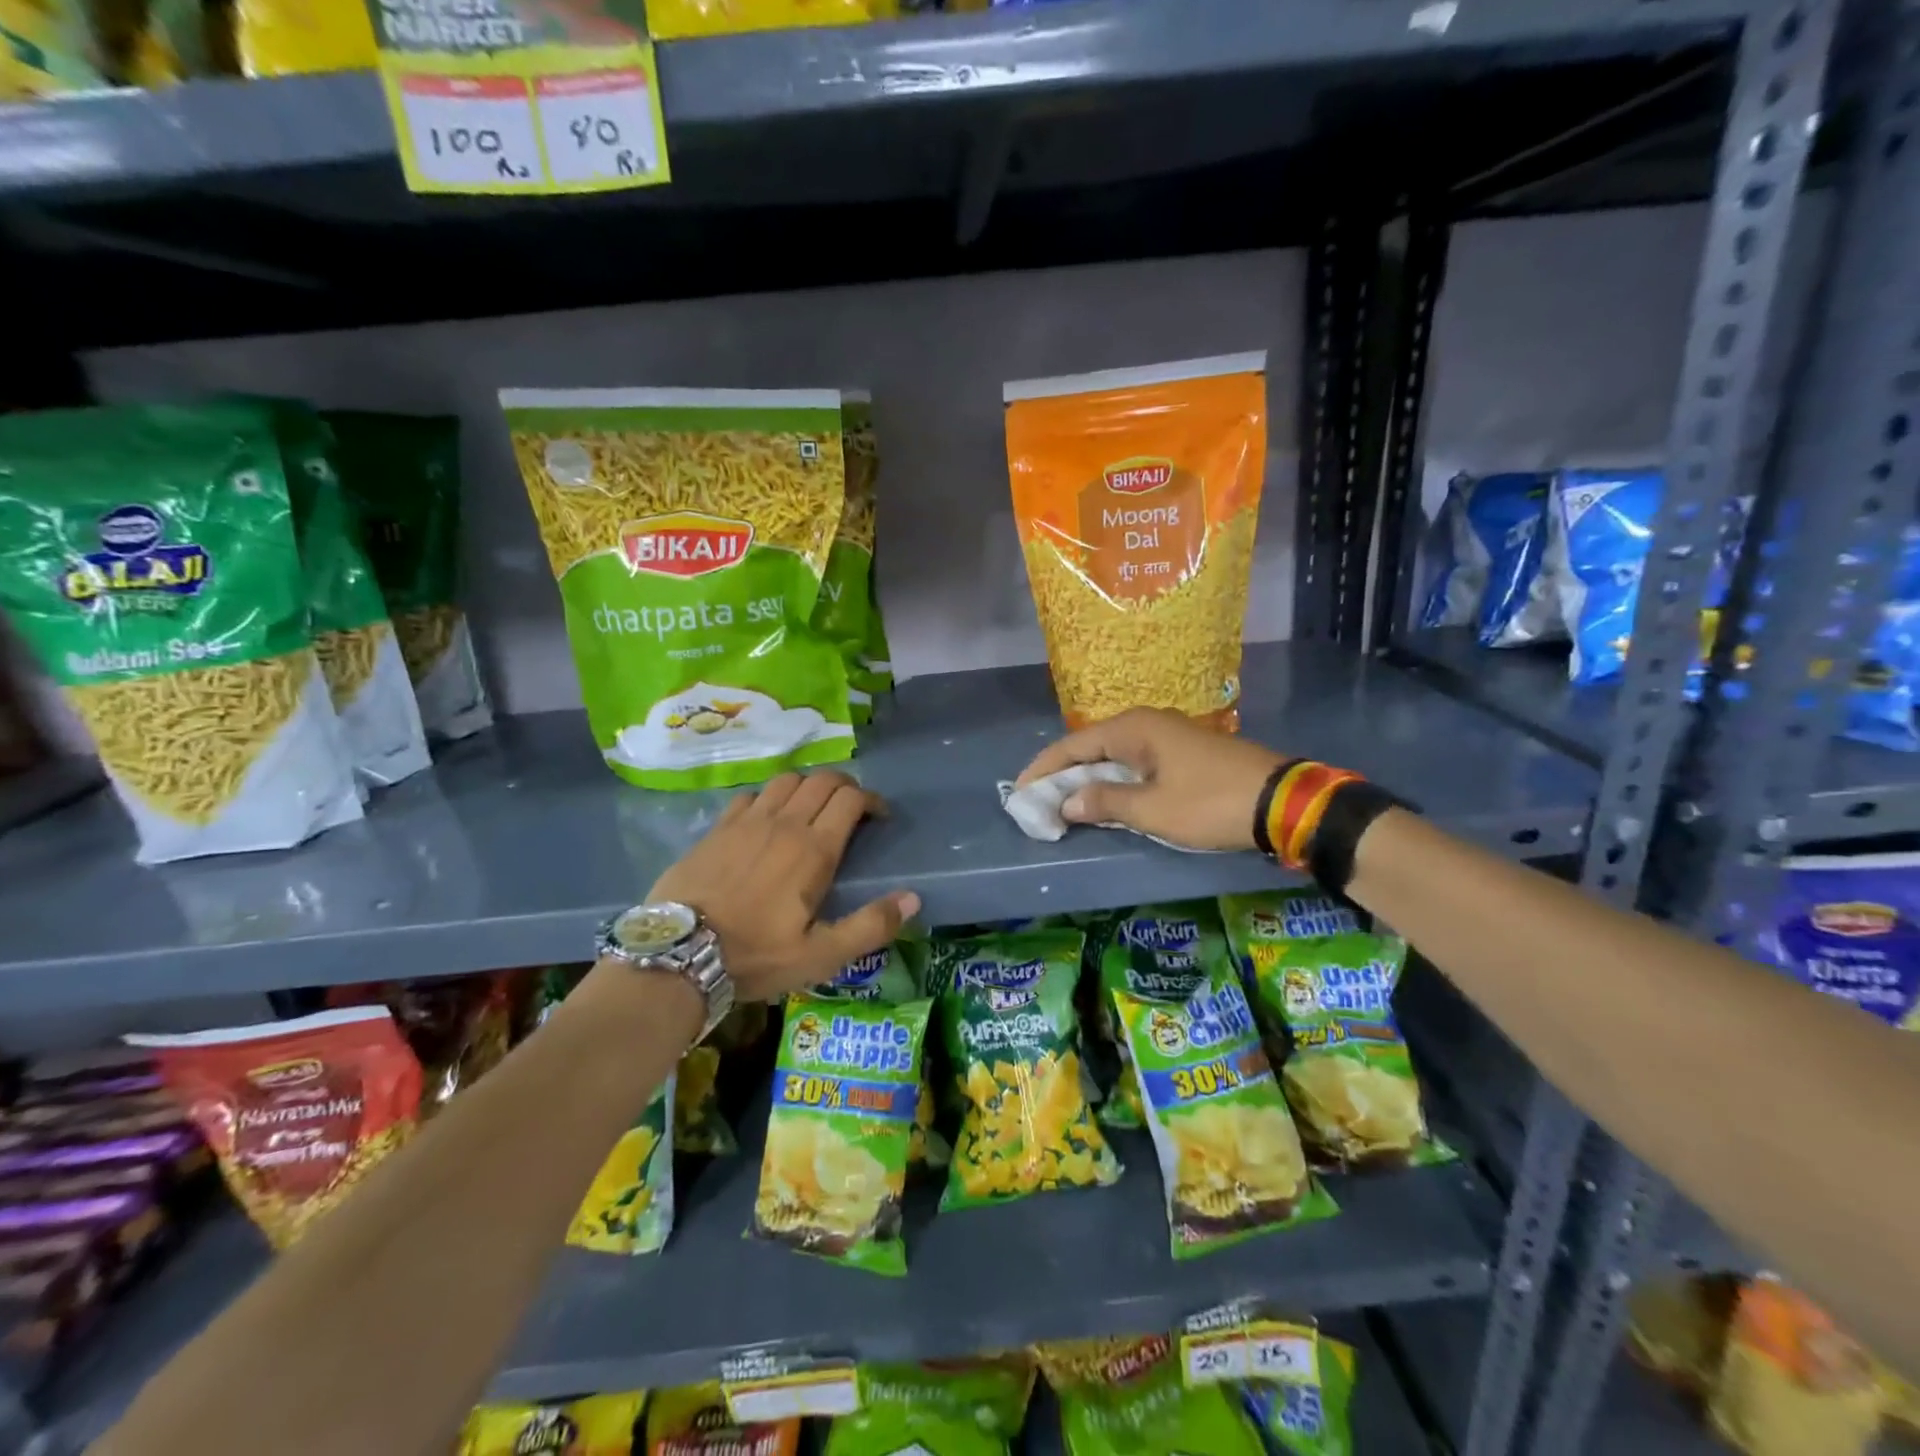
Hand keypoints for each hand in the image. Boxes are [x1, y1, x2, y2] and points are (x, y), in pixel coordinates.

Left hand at [647, 771, 919, 1001]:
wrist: (678, 954)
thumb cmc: (755, 956)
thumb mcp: (821, 955)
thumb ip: (870, 925)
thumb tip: (913, 897)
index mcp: (813, 849)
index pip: (850, 799)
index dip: (871, 800)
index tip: (879, 817)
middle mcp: (784, 823)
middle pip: (822, 781)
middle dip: (845, 787)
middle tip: (852, 809)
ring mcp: (747, 821)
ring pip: (787, 780)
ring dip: (808, 787)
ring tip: (812, 808)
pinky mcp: (718, 828)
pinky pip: (751, 795)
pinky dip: (769, 797)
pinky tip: (767, 817)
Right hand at [1016, 707, 1284, 850]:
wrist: (1283, 802)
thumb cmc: (1210, 803)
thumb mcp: (1152, 809)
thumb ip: (1104, 803)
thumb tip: (1066, 803)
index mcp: (1134, 728)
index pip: (1073, 745)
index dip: (1044, 769)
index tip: (1019, 792)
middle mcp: (1146, 723)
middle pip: (1091, 747)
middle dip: (1062, 774)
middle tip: (1038, 801)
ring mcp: (1167, 736)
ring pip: (1113, 755)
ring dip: (1088, 779)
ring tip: (1064, 803)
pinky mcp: (1183, 753)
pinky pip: (1134, 763)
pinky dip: (1114, 781)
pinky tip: (1107, 799)